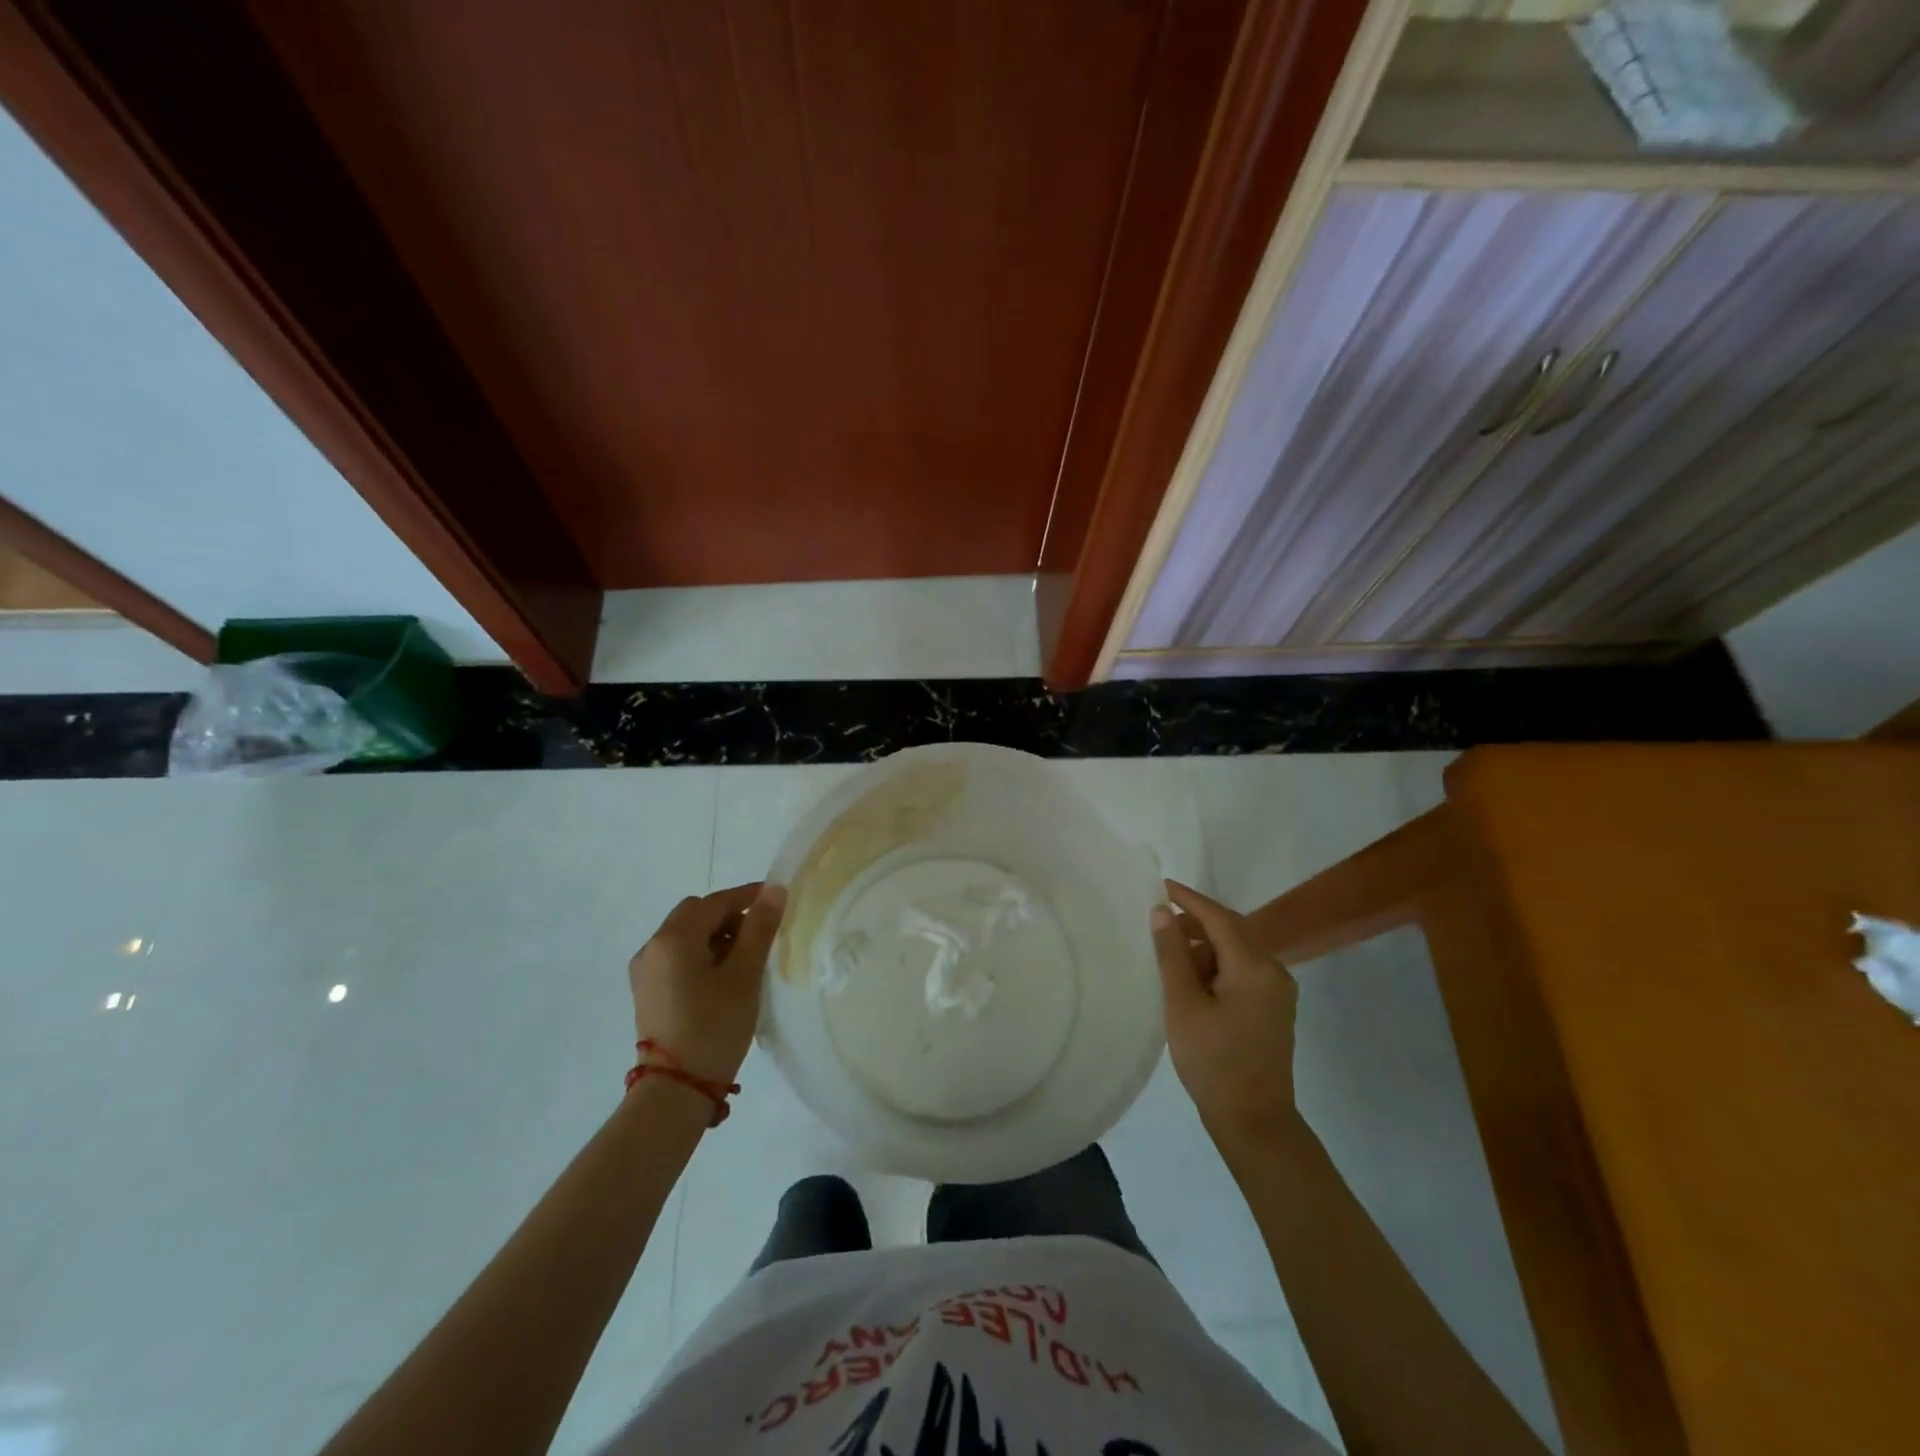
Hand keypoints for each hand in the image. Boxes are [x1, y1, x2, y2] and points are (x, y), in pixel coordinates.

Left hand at [627, 882, 786, 1084]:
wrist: (676, 1090)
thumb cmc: (714, 1026)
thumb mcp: (744, 974)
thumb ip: (760, 928)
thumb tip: (775, 890)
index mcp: (673, 938)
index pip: (715, 902)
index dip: (747, 896)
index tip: (776, 900)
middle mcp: (652, 948)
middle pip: (695, 915)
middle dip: (729, 916)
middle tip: (760, 933)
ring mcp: (645, 972)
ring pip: (686, 937)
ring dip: (715, 937)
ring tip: (745, 959)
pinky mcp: (647, 993)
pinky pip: (677, 958)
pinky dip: (701, 955)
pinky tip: (722, 978)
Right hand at [1151, 879, 1299, 1146]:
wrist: (1254, 1122)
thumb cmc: (1213, 1061)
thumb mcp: (1183, 1004)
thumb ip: (1172, 954)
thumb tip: (1162, 912)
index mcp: (1255, 967)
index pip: (1220, 918)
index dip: (1190, 899)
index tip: (1161, 885)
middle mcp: (1274, 972)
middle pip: (1232, 931)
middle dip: (1196, 923)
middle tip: (1159, 923)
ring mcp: (1277, 992)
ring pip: (1237, 952)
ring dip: (1205, 947)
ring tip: (1170, 959)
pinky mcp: (1272, 1010)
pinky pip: (1242, 972)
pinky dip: (1216, 967)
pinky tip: (1191, 981)